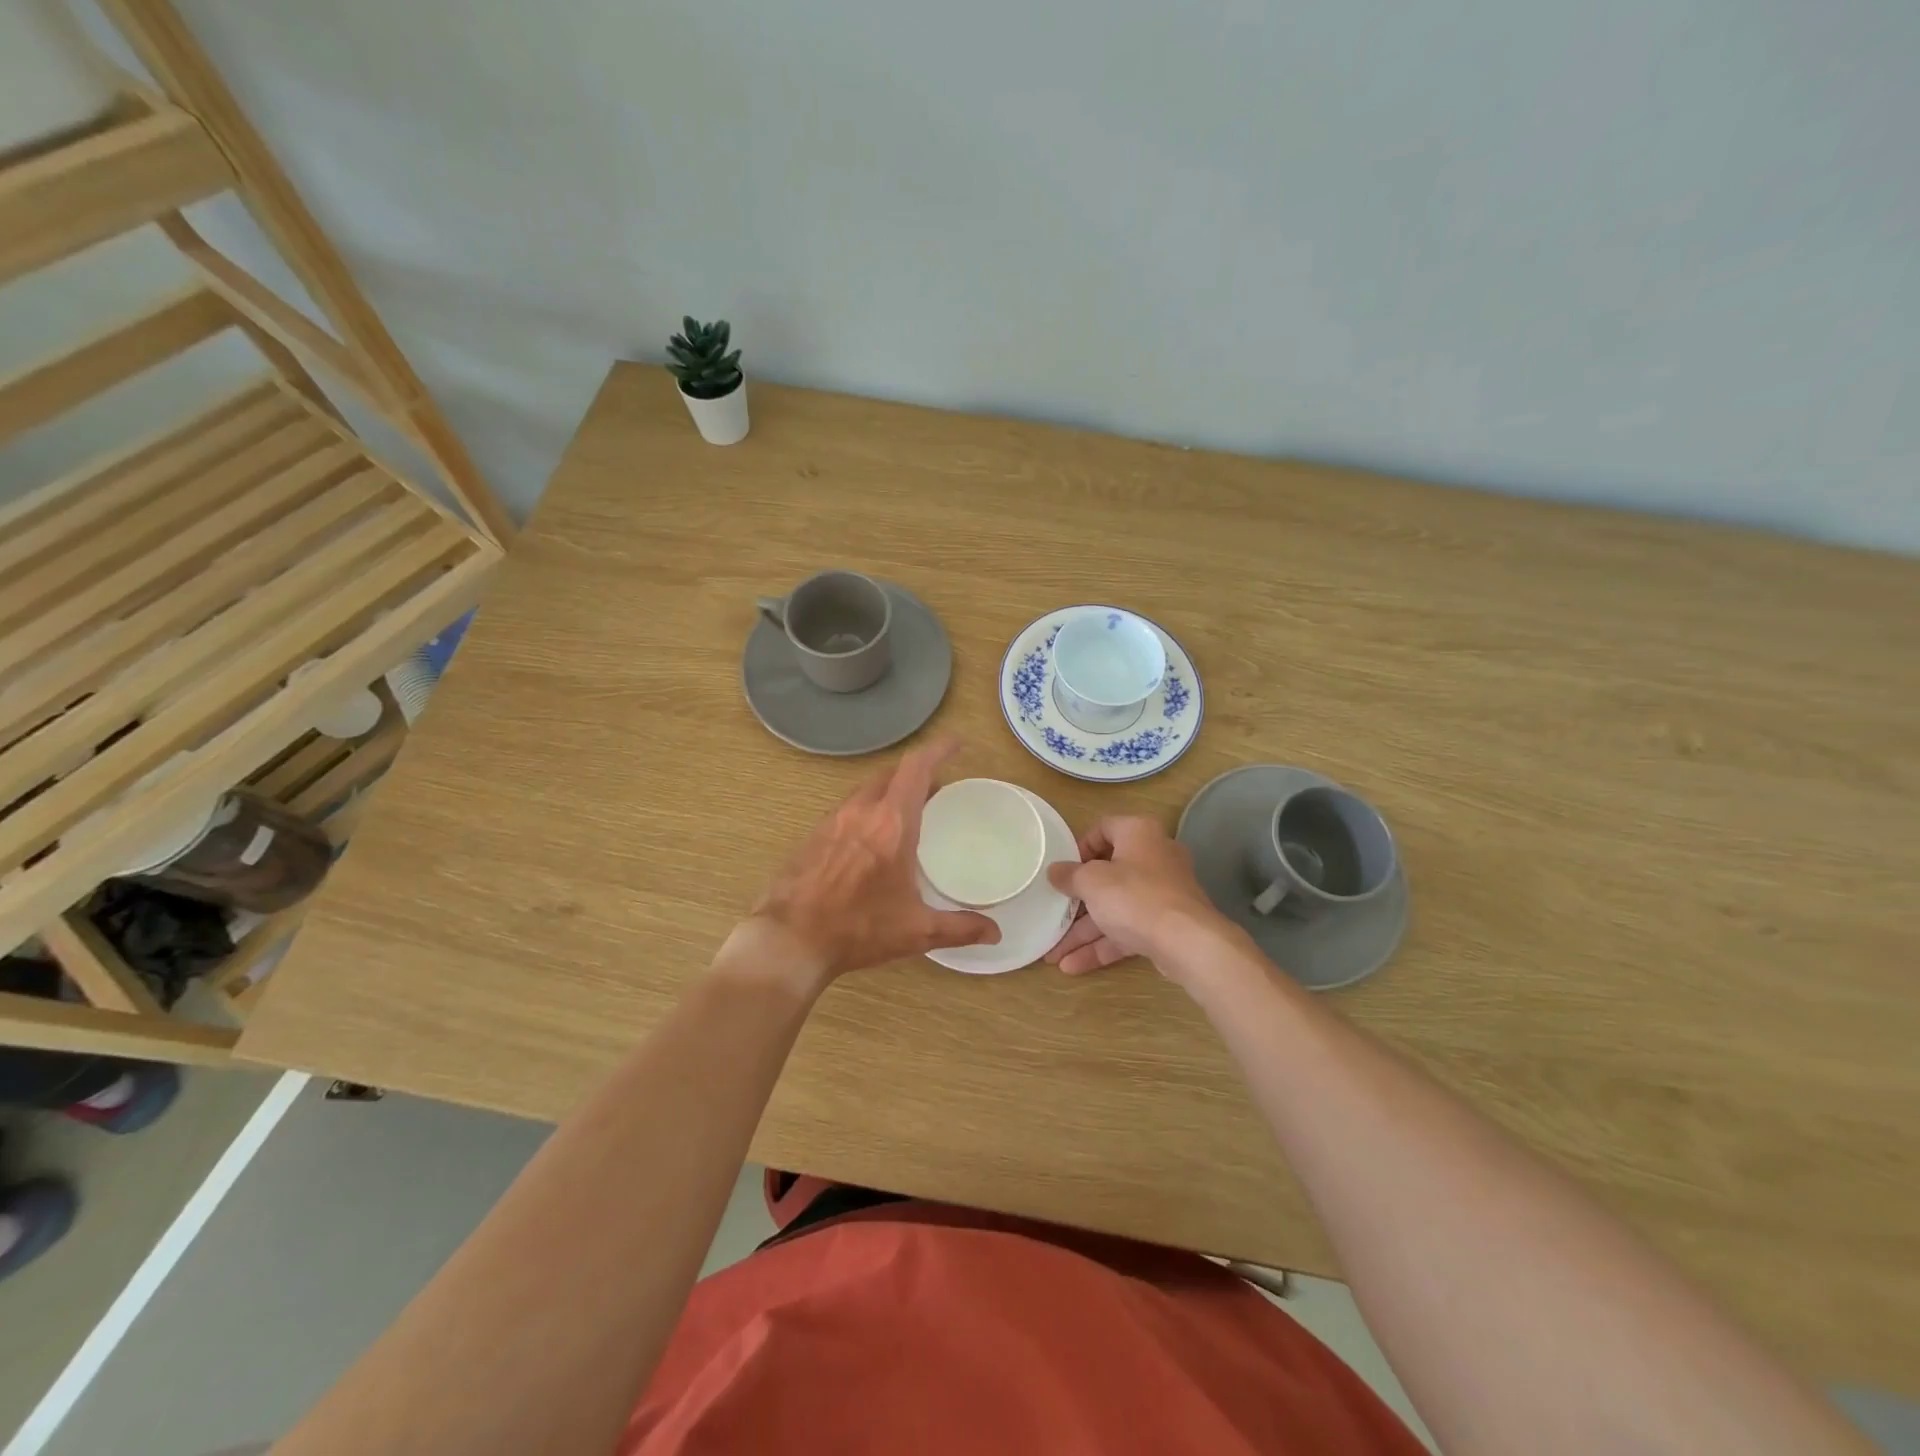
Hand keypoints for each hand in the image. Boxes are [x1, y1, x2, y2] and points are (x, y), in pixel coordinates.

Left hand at [749, 737, 999, 978]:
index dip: (938, 749)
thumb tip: (996, 933)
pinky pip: (847, 808)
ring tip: (906, 813)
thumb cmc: (858, 930)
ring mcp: (832, 820)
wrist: (790, 941)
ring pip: (867, 789)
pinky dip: (867, 809)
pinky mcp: (813, 835)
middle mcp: (861, 811)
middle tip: (937, 790)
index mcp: (892, 824)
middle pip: (892, 773)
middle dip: (917, 773)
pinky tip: (870, 839)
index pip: (916, 768)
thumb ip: (960, 927)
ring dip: (890, 791)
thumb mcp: (916, 931)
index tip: (956, 744)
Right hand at [1044, 816, 1224, 977]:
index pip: (1103, 829)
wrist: (1187, 941)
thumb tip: (1054, 871)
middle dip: (1076, 902)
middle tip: (1053, 914)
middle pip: (1107, 875)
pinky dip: (1103, 945)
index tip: (1063, 869)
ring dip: (1084, 932)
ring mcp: (1162, 893)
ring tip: (1054, 955)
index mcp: (1138, 833)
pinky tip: (1073, 965)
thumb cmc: (1134, 896)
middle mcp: (1154, 857)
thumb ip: (1069, 875)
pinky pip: (1128, 929)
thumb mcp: (1091, 882)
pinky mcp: (1165, 924)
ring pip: (1116, 908)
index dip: (1079, 848)